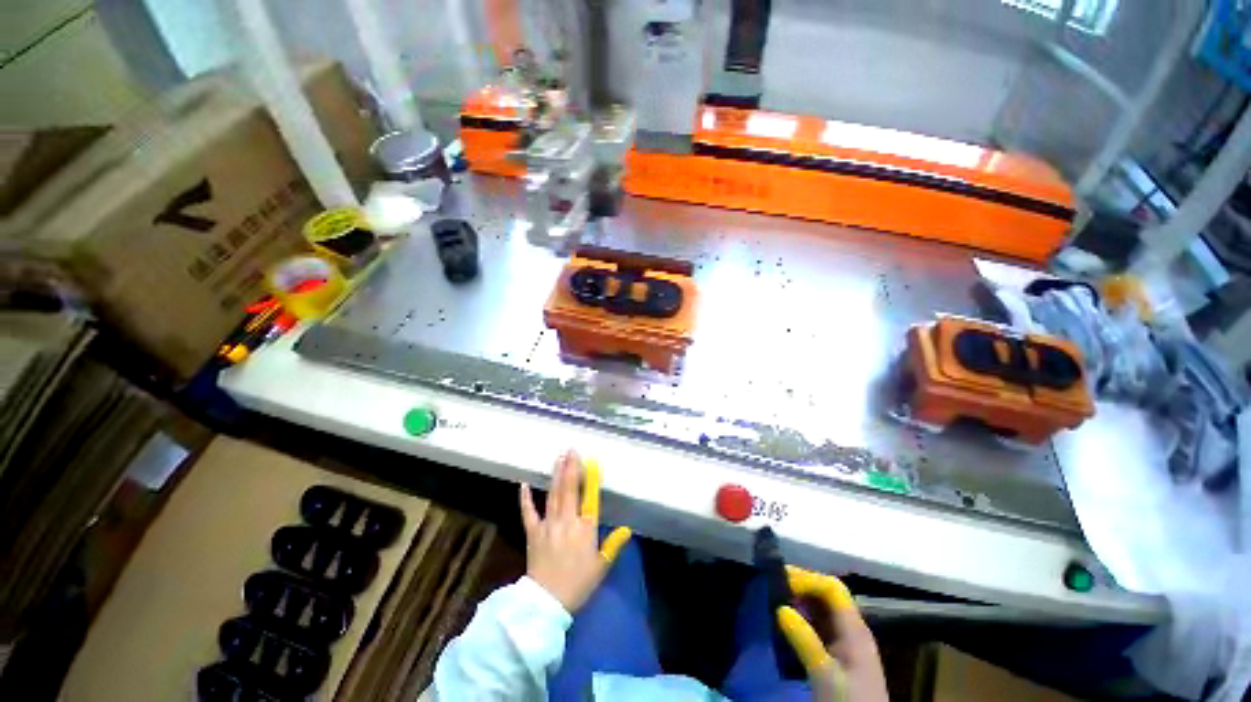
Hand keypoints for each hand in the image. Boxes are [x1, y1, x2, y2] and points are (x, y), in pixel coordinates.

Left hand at [519, 451, 631, 612]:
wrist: (547, 602)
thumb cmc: (578, 584)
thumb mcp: (601, 566)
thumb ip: (613, 545)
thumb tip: (627, 529)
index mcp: (585, 528)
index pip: (589, 497)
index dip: (589, 478)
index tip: (590, 462)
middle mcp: (567, 520)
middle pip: (569, 489)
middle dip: (571, 467)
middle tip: (570, 449)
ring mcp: (548, 524)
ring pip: (553, 494)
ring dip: (556, 474)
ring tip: (559, 457)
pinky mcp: (533, 532)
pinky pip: (529, 512)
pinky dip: (526, 498)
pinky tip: (524, 483)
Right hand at [776, 566, 887, 701]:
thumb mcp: (824, 674)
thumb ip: (805, 640)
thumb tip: (780, 608)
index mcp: (855, 629)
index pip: (832, 588)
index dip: (808, 579)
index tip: (782, 581)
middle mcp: (852, 630)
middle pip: (828, 595)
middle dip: (802, 586)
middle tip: (775, 586)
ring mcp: (847, 642)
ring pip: (823, 610)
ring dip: (801, 602)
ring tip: (776, 601)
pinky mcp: (840, 655)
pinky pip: (820, 625)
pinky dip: (803, 618)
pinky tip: (788, 624)